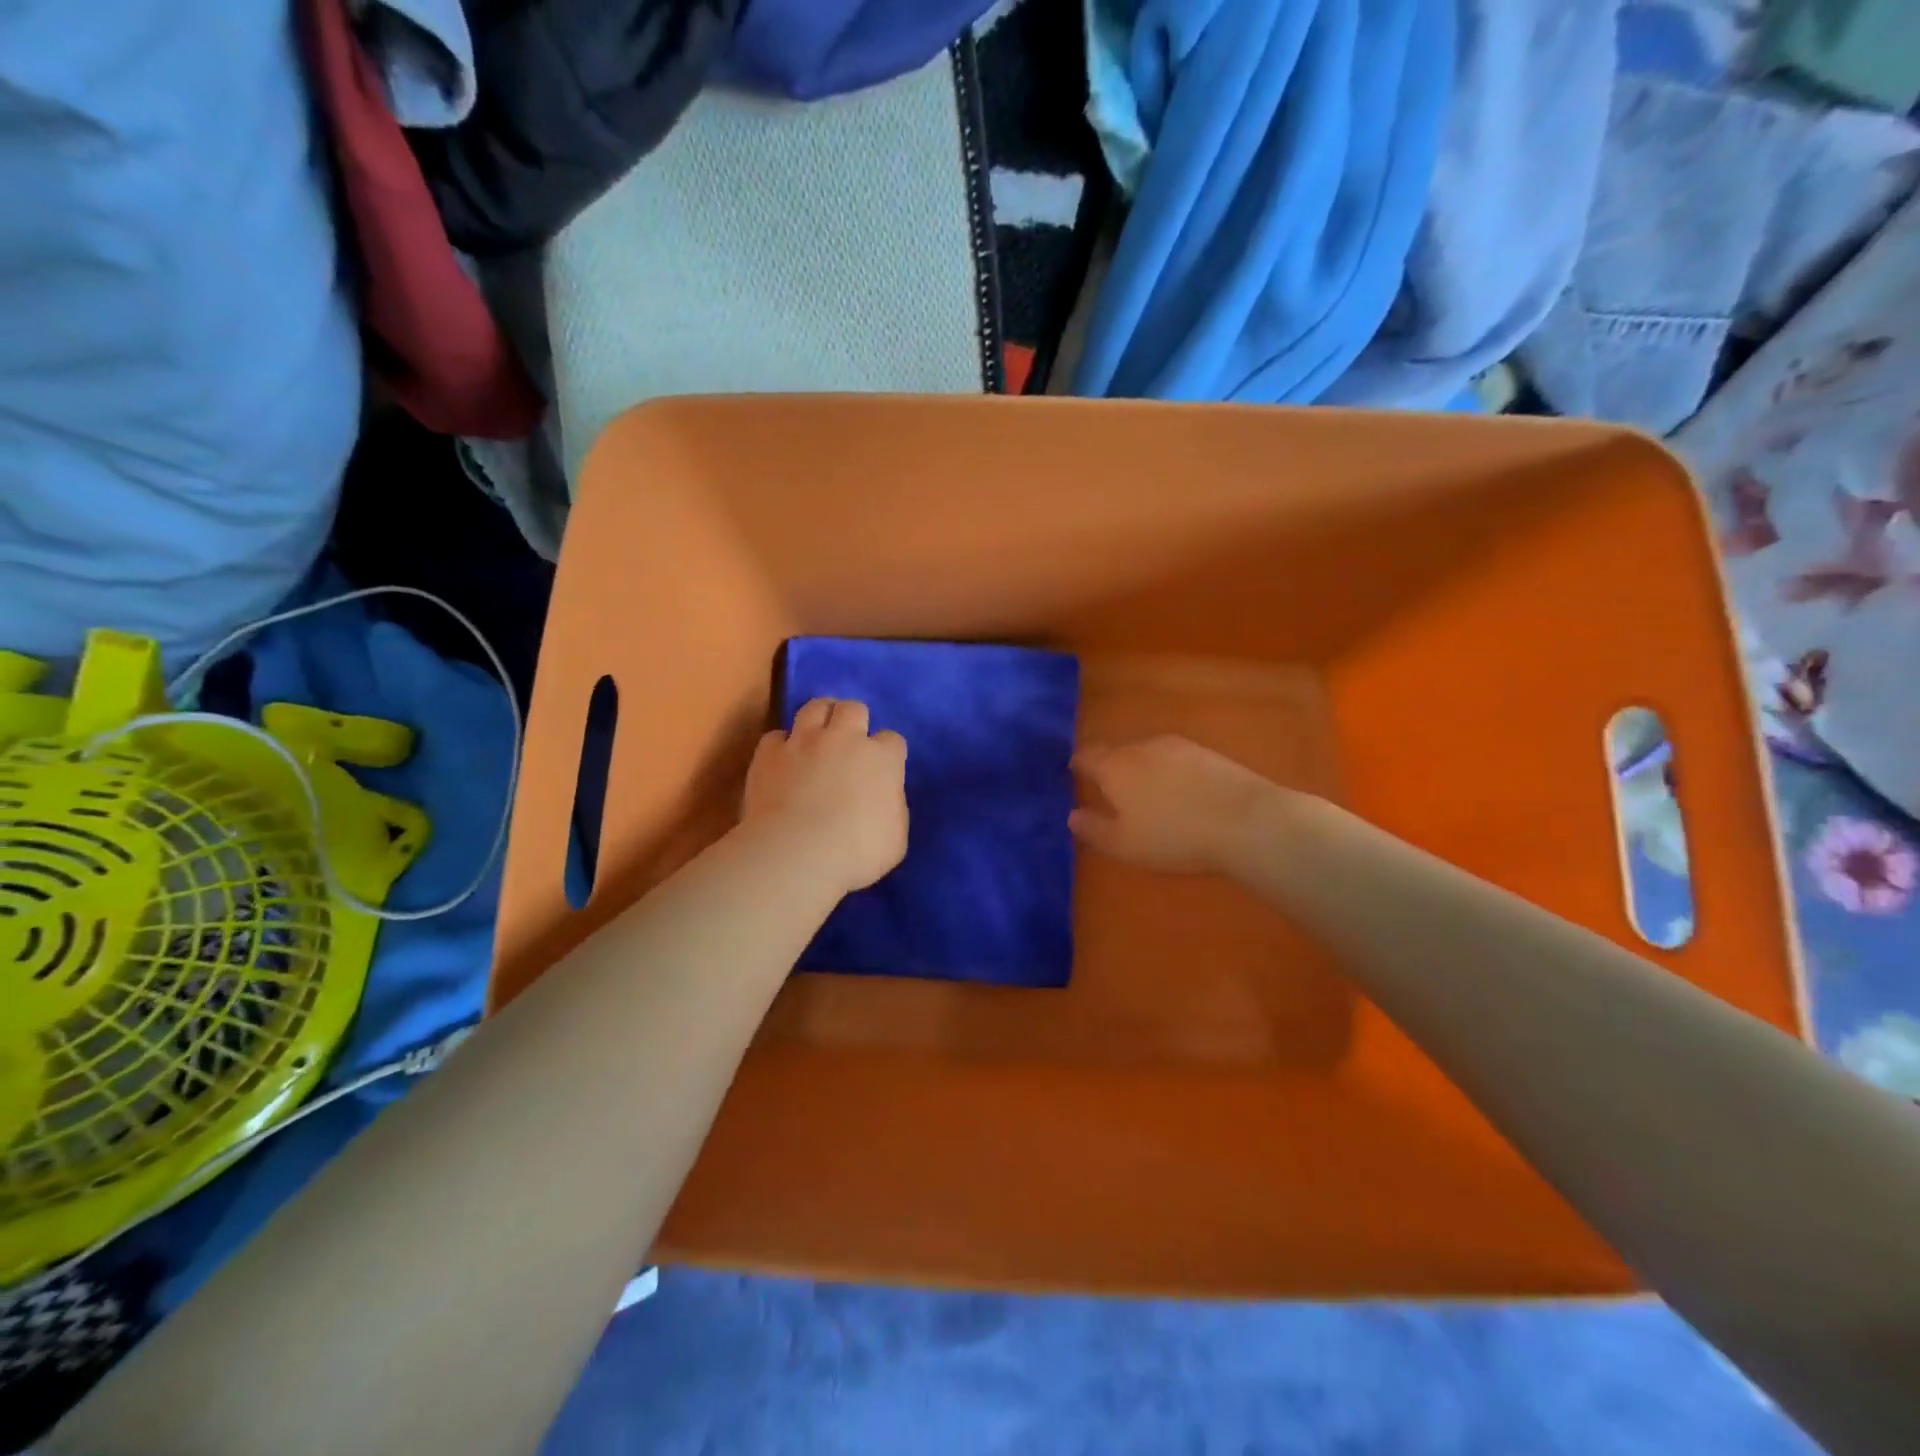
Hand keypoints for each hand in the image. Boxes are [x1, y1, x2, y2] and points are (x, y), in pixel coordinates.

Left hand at [742, 698, 907, 893]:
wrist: (796, 854)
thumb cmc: (856, 853)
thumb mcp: (895, 838)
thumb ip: (892, 807)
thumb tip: (882, 799)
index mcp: (882, 759)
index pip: (893, 740)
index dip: (887, 752)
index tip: (882, 769)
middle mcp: (845, 738)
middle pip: (854, 709)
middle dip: (854, 720)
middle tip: (849, 743)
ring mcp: (804, 741)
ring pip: (815, 707)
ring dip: (820, 717)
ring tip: (817, 735)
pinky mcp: (769, 753)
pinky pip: (776, 736)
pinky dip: (781, 746)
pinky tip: (782, 761)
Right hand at [1069, 736, 1272, 875]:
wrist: (1246, 821)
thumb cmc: (1174, 836)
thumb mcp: (1125, 845)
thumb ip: (1094, 829)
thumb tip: (1073, 815)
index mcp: (1115, 766)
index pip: (1087, 755)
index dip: (1078, 764)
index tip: (1076, 776)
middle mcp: (1142, 747)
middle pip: (1118, 752)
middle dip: (1112, 768)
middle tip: (1114, 794)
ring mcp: (1178, 746)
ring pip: (1148, 753)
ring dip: (1143, 770)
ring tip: (1150, 796)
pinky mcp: (1208, 753)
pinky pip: (1176, 759)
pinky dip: (1171, 773)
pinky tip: (1183, 795)